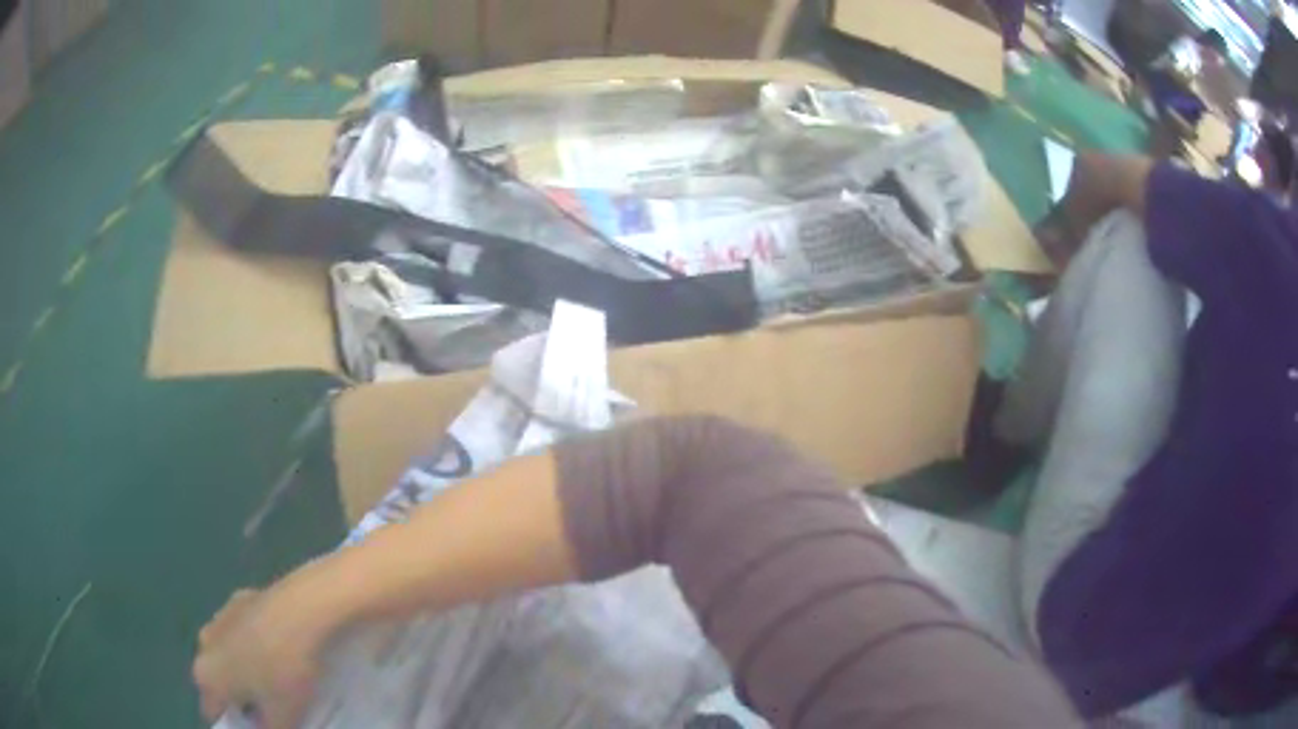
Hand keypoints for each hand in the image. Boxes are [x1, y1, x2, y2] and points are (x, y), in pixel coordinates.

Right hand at [193, 586, 331, 727]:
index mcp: (207, 676)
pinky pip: (243, 631)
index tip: (257, 725)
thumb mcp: (283, 718)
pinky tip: (281, 647)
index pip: (212, 711)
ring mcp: (218, 618)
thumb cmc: (285, 671)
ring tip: (278, 679)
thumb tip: (261, 728)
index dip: (234, 723)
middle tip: (271, 707)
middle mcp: (204, 644)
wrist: (300, 609)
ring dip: (246, 668)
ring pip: (228, 654)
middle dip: (241, 697)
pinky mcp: (238, 600)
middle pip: (219, 682)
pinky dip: (255, 642)